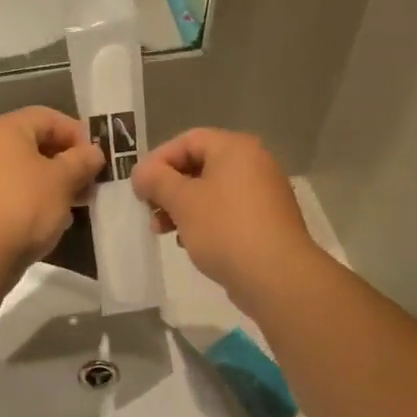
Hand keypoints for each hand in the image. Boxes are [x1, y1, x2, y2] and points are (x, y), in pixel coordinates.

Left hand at [0, 107, 105, 278]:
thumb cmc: (23, 206)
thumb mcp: (62, 180)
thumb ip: (82, 161)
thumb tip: (94, 152)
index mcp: (6, 129)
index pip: (49, 117)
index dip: (78, 134)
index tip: (98, 158)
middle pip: (36, 144)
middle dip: (67, 162)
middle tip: (91, 184)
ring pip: (26, 172)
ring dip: (54, 184)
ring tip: (76, 205)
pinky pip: (13, 193)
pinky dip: (34, 201)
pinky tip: (51, 221)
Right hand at [132, 129, 324, 313]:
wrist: (276, 276)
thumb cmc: (224, 229)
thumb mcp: (182, 201)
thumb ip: (156, 180)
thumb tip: (142, 172)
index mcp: (235, 148)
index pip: (187, 140)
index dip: (158, 160)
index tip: (139, 187)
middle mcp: (254, 163)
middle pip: (200, 165)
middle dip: (168, 188)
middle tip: (149, 210)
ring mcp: (264, 193)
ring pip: (212, 191)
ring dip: (182, 207)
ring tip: (163, 231)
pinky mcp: (266, 221)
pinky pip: (227, 212)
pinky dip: (204, 221)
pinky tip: (189, 242)